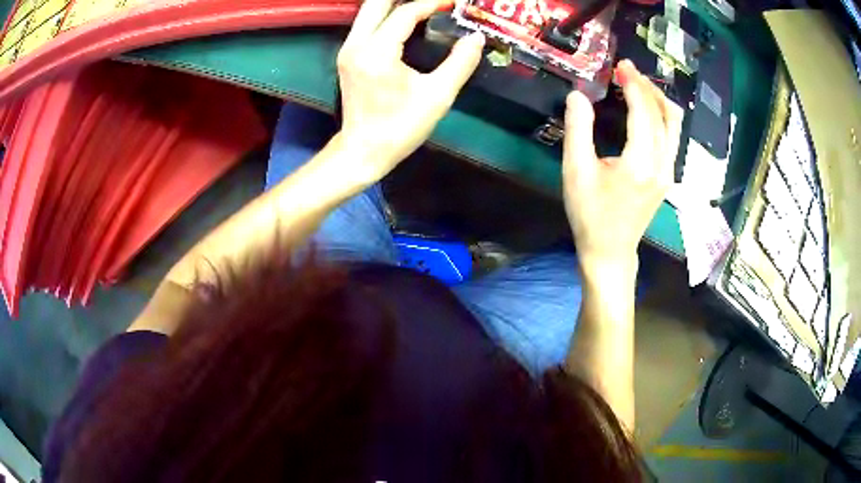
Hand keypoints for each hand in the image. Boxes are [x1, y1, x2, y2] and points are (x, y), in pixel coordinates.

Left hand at [334, 0, 484, 182]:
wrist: (363, 151)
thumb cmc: (401, 128)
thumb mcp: (437, 96)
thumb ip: (460, 63)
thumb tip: (476, 38)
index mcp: (377, 52)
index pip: (405, 13)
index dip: (432, 3)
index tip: (454, 2)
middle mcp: (356, 44)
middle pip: (377, 2)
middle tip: (434, 2)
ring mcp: (347, 49)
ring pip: (369, 10)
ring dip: (395, 4)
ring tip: (424, 8)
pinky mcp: (347, 56)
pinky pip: (367, 23)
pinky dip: (387, 15)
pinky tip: (407, 20)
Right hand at [563, 60, 682, 270]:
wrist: (611, 251)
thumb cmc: (590, 214)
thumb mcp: (576, 172)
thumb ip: (578, 130)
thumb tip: (578, 95)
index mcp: (640, 163)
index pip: (644, 112)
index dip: (633, 85)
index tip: (620, 66)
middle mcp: (662, 165)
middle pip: (664, 114)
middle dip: (646, 87)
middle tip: (626, 71)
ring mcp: (669, 171)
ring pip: (674, 125)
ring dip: (657, 100)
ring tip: (637, 86)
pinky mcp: (668, 176)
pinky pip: (672, 137)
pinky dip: (661, 116)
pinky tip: (646, 109)